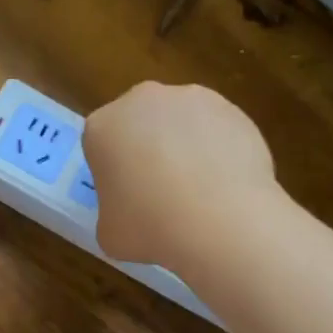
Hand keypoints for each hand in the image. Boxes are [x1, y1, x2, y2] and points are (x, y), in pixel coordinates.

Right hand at [84, 82, 277, 269]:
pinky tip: (224, 184)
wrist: (222, 222)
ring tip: (198, 189)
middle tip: (159, 190)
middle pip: (139, 123)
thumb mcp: (109, 233)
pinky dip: (217, 150)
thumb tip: (131, 213)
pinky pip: (216, 130)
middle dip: (146, 148)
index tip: (126, 197)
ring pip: (180, 123)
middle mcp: (143, 100)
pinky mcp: (232, 109)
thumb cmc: (150, 227)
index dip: (113, 172)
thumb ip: (112, 213)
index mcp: (102, 126)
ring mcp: (191, 98)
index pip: (101, 145)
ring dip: (184, 145)